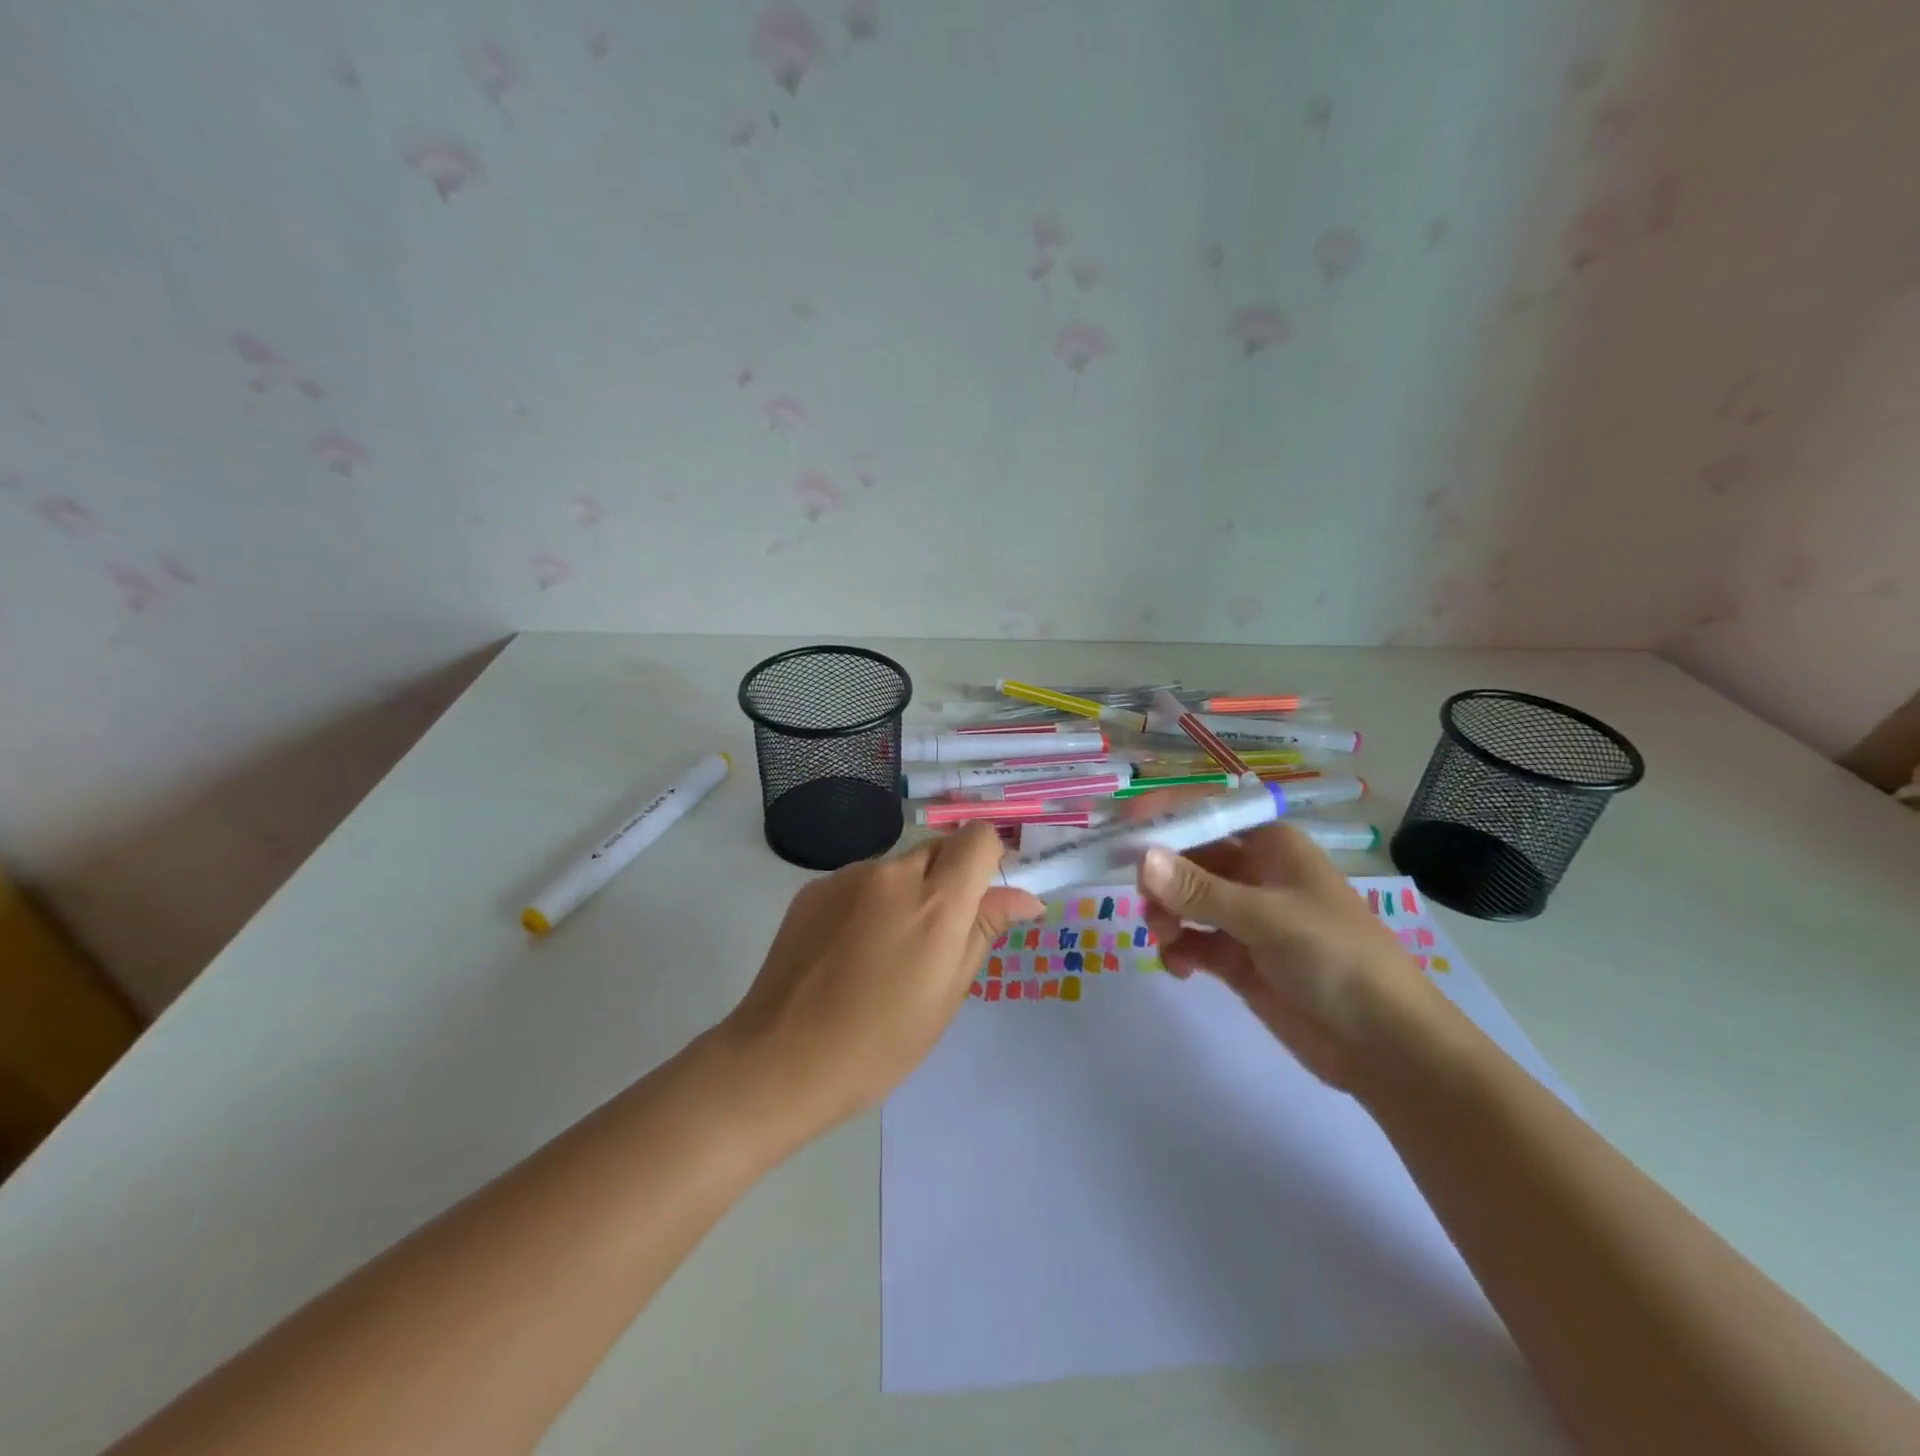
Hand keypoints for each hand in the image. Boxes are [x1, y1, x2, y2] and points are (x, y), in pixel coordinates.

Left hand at [717, 823, 1044, 1142]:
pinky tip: (848, 951)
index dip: (988, 860)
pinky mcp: (814, 887)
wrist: (780, 1059)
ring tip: (882, 953)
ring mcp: (848, 876)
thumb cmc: (879, 1044)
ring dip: (905, 893)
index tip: (982, 898)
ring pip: (897, 867)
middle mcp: (893, 874)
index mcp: (936, 903)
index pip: (978, 839)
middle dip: (947, 880)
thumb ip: (983, 931)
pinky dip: (868, 903)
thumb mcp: (946, 995)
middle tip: (935, 937)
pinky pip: (860, 882)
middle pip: (938, 850)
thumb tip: (1024, 896)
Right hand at [1138, 821, 1447, 1091]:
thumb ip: (1199, 890)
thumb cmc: (1335, 958)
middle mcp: (1253, 873)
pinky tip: (1180, 968)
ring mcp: (1244, 917)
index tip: (1119, 830)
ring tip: (1166, 940)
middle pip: (1186, 857)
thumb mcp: (1266, 918)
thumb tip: (1141, 859)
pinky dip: (1178, 949)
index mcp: (1269, 845)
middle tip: (1144, 901)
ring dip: (1165, 915)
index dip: (1162, 817)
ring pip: (1183, 900)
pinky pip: (1191, 940)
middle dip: (1159, 876)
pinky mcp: (1237, 958)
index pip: (1205, 814)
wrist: (1384, 1046)